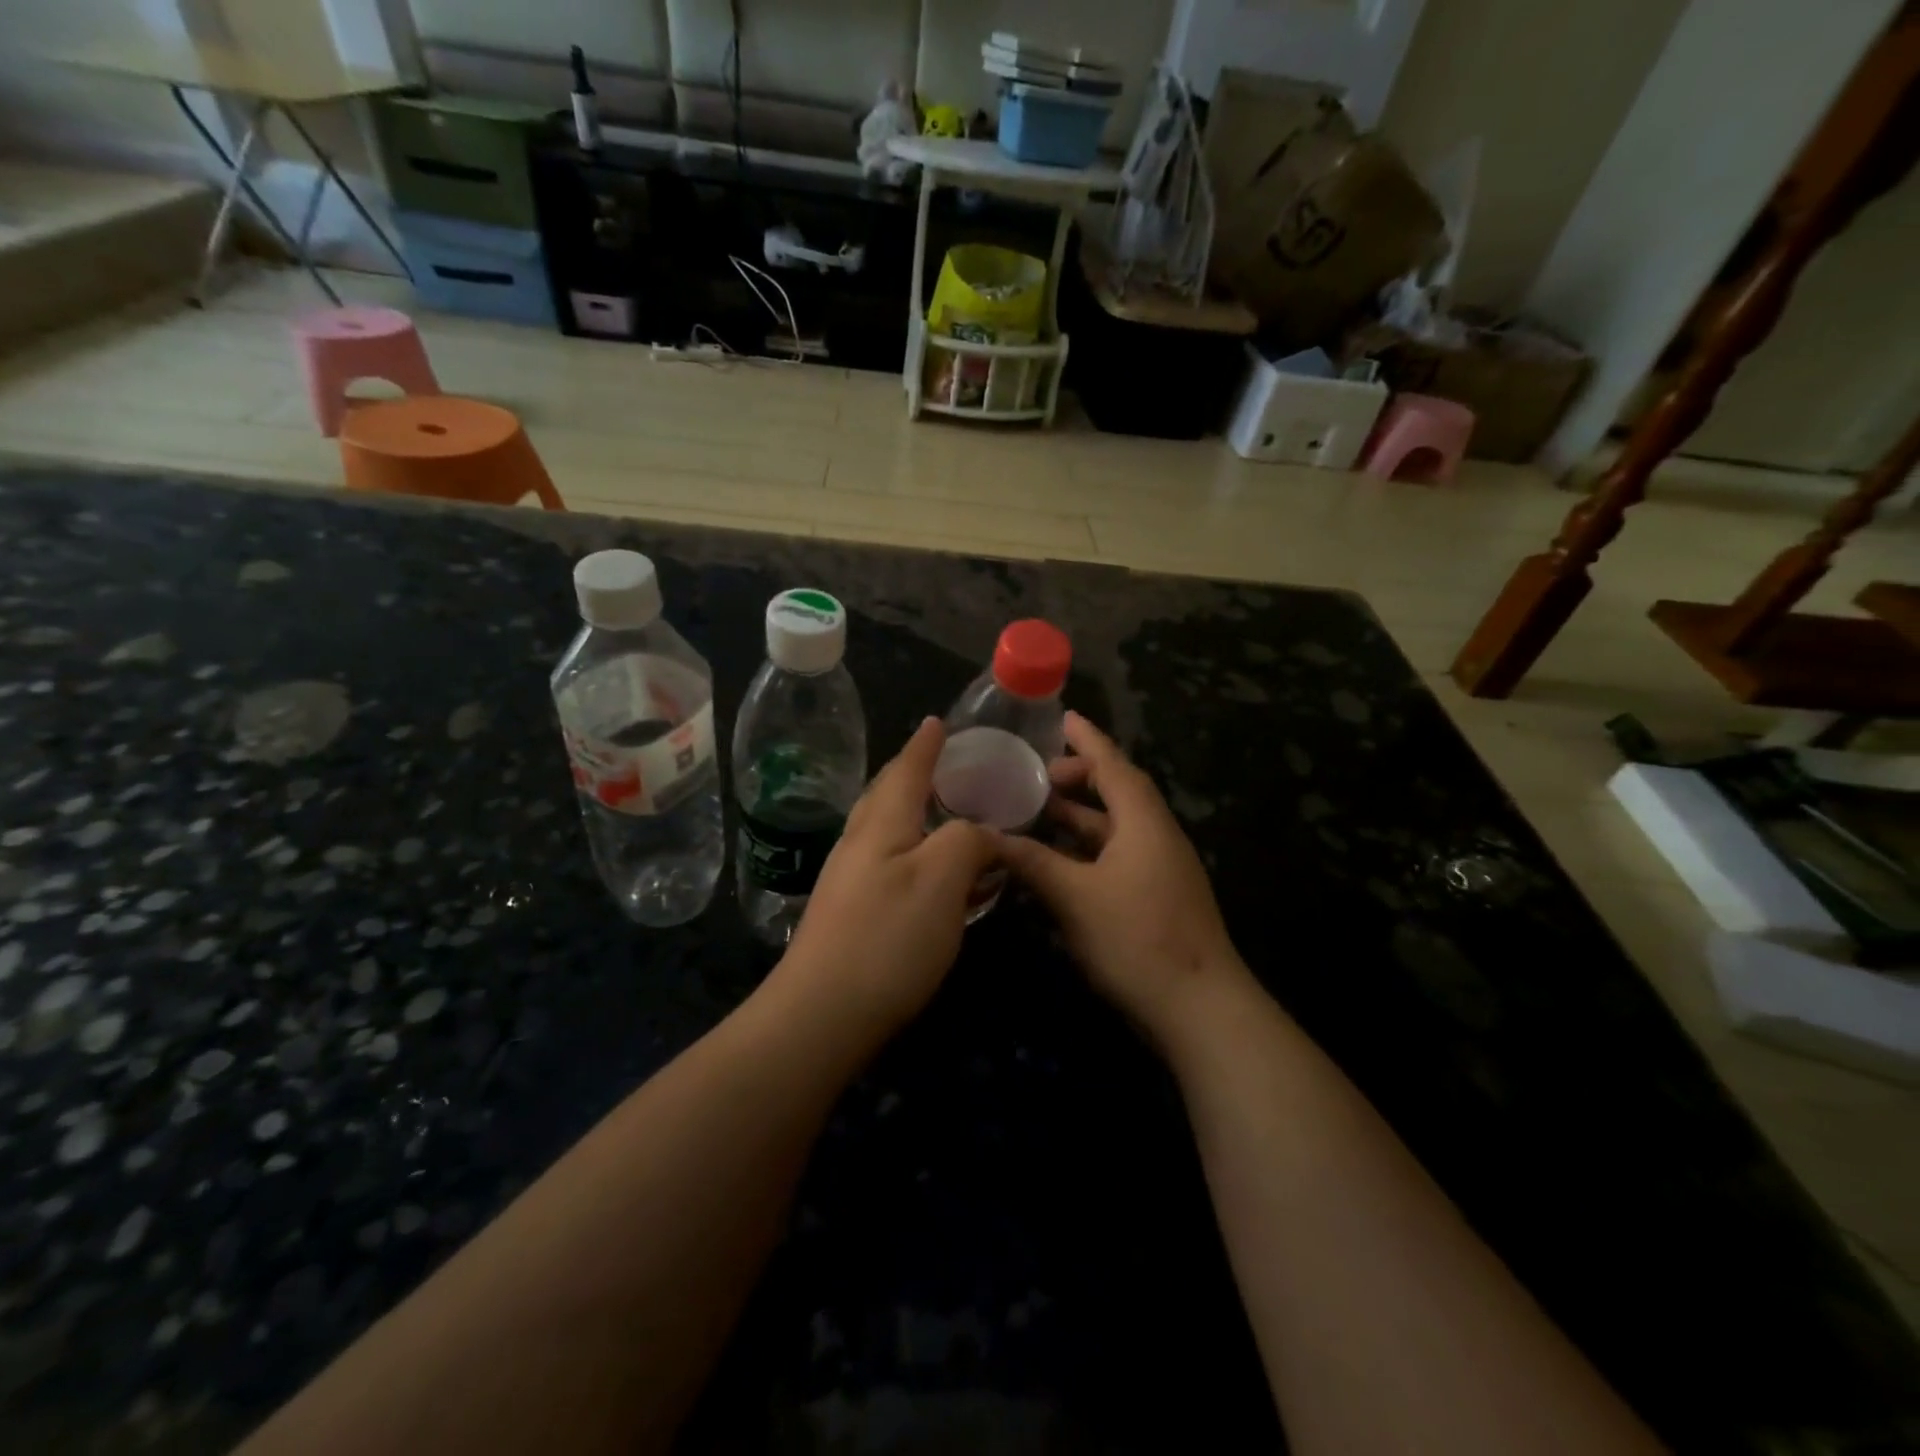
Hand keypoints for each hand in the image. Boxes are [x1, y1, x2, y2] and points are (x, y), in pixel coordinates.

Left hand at [777, 718, 997, 1039]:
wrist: (820, 1016)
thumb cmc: (886, 938)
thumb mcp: (941, 879)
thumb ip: (968, 840)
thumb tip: (984, 833)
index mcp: (882, 823)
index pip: (907, 769)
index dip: (926, 745)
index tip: (939, 721)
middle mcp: (861, 842)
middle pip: (888, 794)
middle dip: (915, 772)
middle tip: (945, 762)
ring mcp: (850, 879)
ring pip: (887, 829)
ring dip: (915, 812)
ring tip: (944, 812)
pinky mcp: (851, 913)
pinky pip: (890, 863)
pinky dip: (916, 851)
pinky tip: (931, 874)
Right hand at [996, 712, 1247, 1049]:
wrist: (1200, 1008)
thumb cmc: (1137, 939)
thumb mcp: (1075, 897)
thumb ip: (1033, 862)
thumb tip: (988, 837)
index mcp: (1143, 822)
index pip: (1112, 765)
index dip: (1087, 739)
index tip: (1063, 717)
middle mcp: (1156, 835)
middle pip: (1117, 792)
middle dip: (1079, 778)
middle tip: (1037, 776)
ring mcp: (1160, 868)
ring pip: (1115, 828)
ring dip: (1080, 817)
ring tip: (1038, 812)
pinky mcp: (1156, 897)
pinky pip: (1117, 855)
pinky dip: (1087, 849)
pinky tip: (1058, 862)